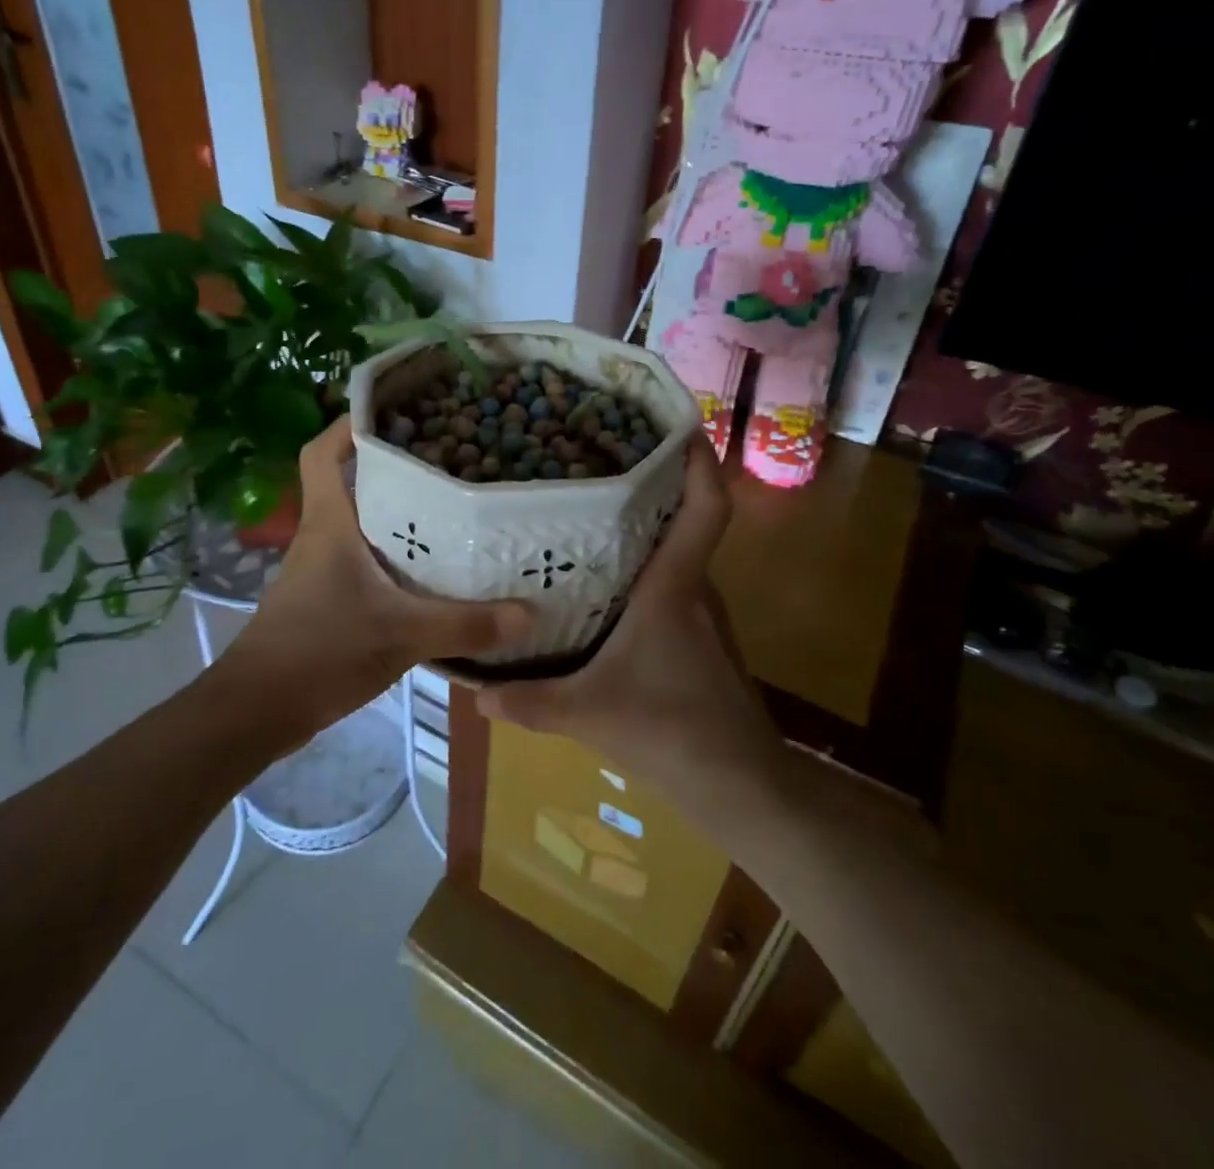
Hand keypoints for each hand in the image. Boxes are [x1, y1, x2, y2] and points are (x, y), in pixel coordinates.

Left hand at [228, 419, 534, 734]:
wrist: (258, 710)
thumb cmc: (320, 651)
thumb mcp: (401, 634)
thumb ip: (466, 624)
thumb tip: (530, 612)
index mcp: (329, 523)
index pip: (323, 452)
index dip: (349, 424)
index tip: (395, 410)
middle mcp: (323, 535)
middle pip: (352, 480)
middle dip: (393, 464)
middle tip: (449, 455)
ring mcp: (323, 568)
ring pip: (362, 521)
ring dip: (398, 511)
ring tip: (453, 504)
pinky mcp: (329, 597)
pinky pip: (367, 558)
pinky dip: (397, 554)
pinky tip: (434, 569)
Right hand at [477, 434, 780, 802]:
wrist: (741, 788)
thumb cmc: (669, 732)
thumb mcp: (586, 714)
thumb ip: (526, 701)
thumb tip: (472, 692)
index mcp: (674, 589)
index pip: (706, 509)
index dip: (699, 462)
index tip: (679, 425)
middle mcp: (696, 591)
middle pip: (687, 522)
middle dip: (654, 487)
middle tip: (602, 464)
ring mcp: (706, 617)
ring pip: (680, 557)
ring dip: (650, 531)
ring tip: (596, 517)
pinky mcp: (705, 641)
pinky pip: (677, 587)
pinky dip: (651, 571)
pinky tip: (611, 589)